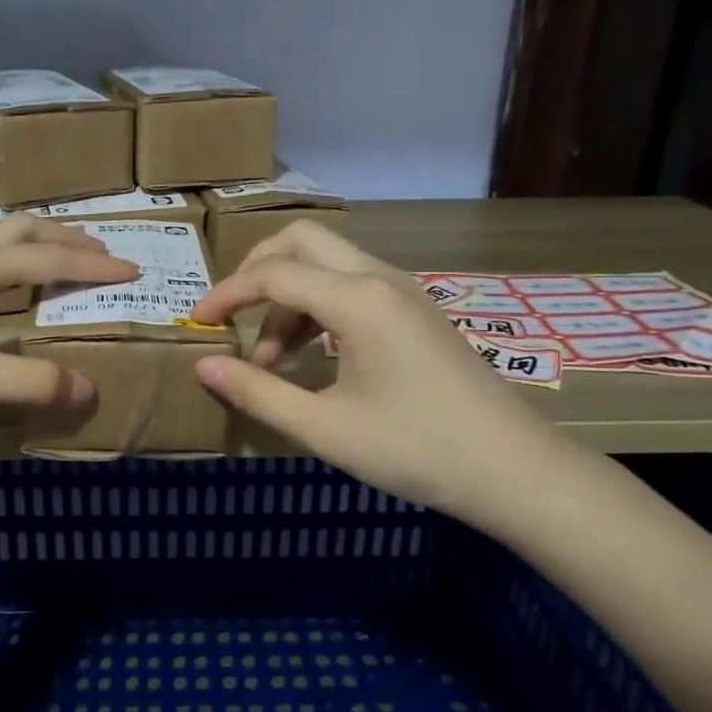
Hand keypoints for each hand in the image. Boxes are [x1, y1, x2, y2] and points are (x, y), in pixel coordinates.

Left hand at [0, 215, 138, 421]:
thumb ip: (28, 384)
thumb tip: (89, 390)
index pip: (52, 260)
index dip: (96, 266)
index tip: (134, 269)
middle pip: (26, 231)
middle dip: (70, 239)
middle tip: (104, 253)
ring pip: (0, 241)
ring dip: (40, 245)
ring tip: (63, 262)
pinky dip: (13, 262)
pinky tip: (2, 287)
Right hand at [188, 220, 553, 530]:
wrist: (514, 470)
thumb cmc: (416, 450)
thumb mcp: (325, 428)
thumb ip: (258, 392)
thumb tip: (203, 366)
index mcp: (357, 299)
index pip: (272, 273)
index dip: (226, 294)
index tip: (196, 323)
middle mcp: (379, 277)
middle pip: (301, 241)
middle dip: (257, 271)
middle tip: (232, 317)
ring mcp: (402, 290)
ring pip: (327, 263)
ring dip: (289, 296)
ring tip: (270, 360)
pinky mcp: (414, 309)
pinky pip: (352, 285)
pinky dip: (318, 306)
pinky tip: (312, 355)